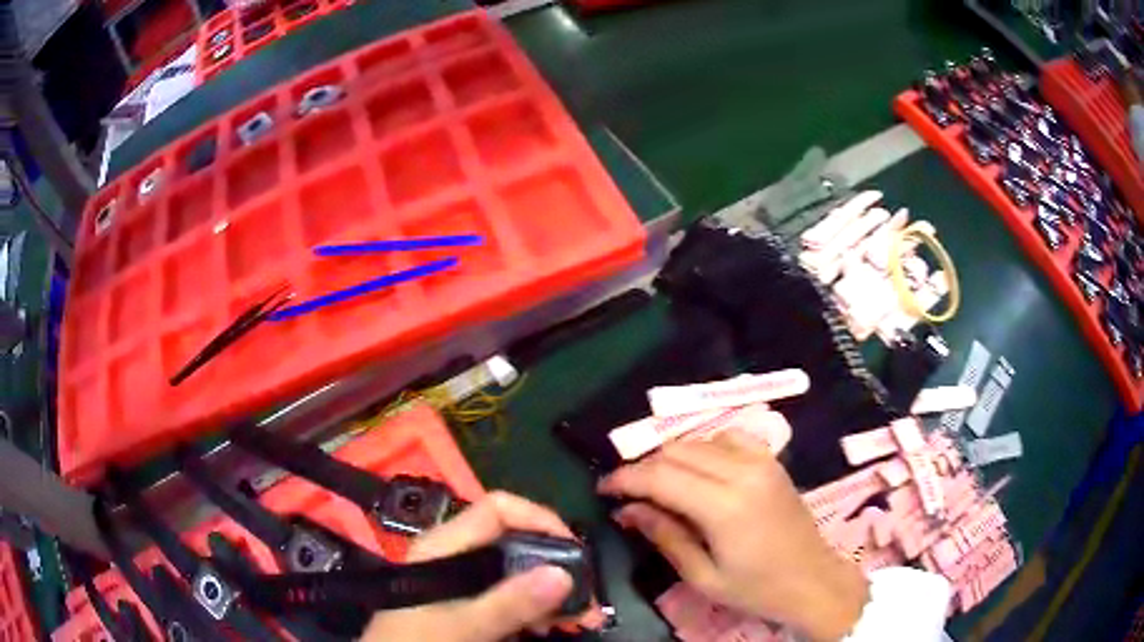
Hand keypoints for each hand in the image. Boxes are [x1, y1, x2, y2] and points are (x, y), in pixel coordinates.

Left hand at [362, 491, 603, 640]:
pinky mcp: (469, 604)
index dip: (539, 519)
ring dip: (553, 594)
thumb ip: (509, 603)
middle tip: (587, 598)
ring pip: (519, 573)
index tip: (574, 552)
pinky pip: (512, 597)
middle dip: (557, 567)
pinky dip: (537, 609)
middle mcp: (457, 556)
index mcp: (446, 545)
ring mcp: (464, 582)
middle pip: (516, 543)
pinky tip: (553, 626)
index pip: (499, 509)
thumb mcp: (460, 625)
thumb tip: (564, 575)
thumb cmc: (415, 641)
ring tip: (581, 620)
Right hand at [598, 432, 867, 640]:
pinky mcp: (772, 460)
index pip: (661, 476)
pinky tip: (698, 470)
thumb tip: (628, 510)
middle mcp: (743, 471)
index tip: (604, 489)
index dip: (625, 479)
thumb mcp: (703, 576)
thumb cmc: (756, 588)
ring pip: (699, 441)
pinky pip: (728, 438)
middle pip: (676, 452)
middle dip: (644, 468)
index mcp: (725, 506)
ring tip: (659, 486)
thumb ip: (665, 536)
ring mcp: (761, 461)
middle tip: (628, 494)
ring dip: (671, 458)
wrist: (812, 579)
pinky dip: (703, 448)